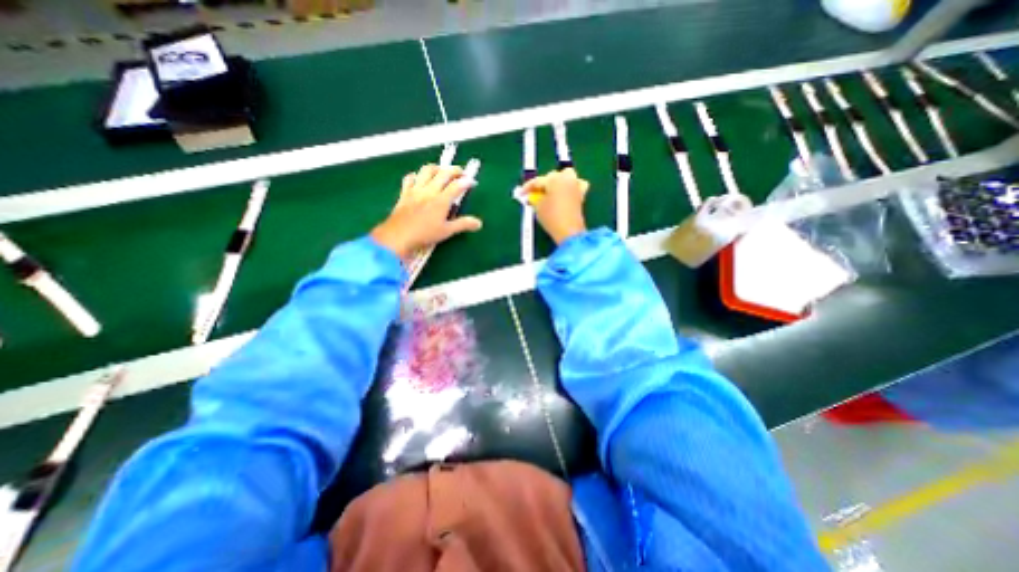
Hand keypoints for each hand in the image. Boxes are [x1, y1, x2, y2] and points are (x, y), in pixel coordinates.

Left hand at [372, 161, 483, 256]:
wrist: (398, 236)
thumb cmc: (424, 234)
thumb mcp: (446, 231)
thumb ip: (463, 224)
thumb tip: (478, 223)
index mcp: (441, 200)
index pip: (457, 185)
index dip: (467, 182)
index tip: (472, 182)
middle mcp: (429, 191)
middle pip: (443, 173)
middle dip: (455, 170)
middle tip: (461, 172)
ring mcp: (416, 190)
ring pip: (427, 170)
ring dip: (437, 168)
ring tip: (442, 171)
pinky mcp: (405, 192)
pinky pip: (410, 178)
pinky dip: (417, 175)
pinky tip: (419, 178)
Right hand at [526, 167, 589, 244]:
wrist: (569, 231)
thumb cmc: (551, 218)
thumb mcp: (538, 208)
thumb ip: (534, 199)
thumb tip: (533, 197)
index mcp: (554, 179)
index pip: (537, 181)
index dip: (527, 187)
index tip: (521, 194)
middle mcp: (566, 178)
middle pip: (552, 176)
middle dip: (543, 184)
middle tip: (535, 194)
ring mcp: (576, 185)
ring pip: (566, 176)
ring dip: (558, 181)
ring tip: (551, 191)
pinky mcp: (581, 194)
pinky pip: (577, 184)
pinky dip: (571, 186)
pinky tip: (566, 193)